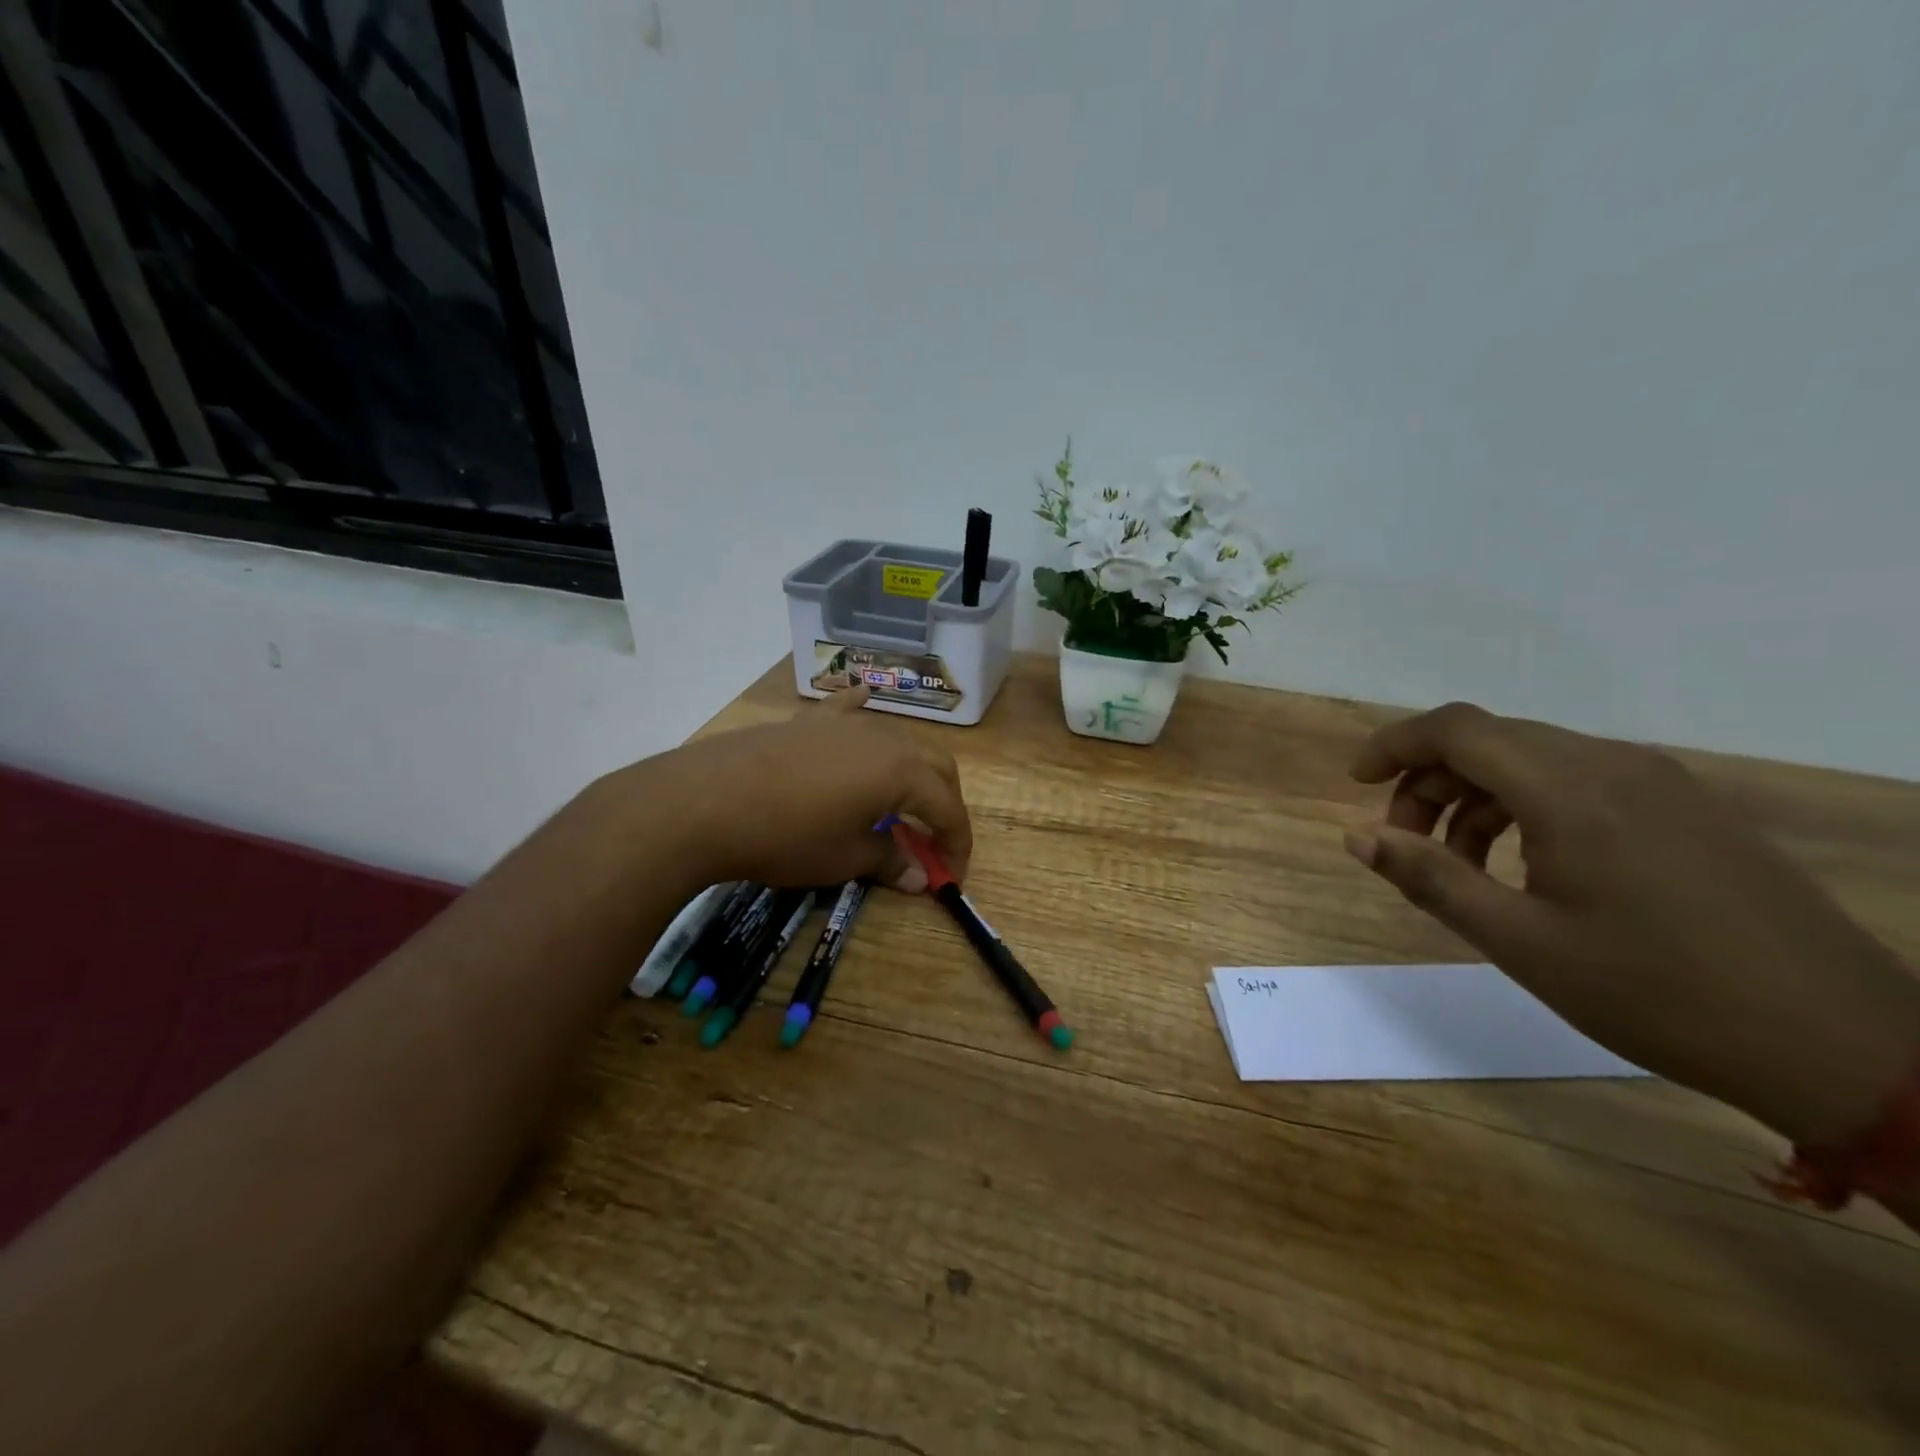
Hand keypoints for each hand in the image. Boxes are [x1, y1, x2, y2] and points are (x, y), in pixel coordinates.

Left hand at [634, 687, 970, 895]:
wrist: (706, 802)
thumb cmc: (787, 836)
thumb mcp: (845, 858)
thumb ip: (890, 861)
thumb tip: (920, 878)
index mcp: (901, 772)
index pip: (948, 808)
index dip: (956, 843)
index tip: (951, 875)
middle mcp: (883, 739)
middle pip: (935, 765)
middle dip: (944, 802)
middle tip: (934, 838)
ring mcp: (844, 724)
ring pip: (897, 739)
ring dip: (911, 770)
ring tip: (901, 801)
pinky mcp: (808, 722)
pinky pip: (845, 709)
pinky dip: (860, 710)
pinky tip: (861, 701)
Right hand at [1345, 703, 1919, 1144]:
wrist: (1844, 1045)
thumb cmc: (1657, 992)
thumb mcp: (1520, 942)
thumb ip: (1429, 878)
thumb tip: (1358, 836)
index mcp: (1568, 790)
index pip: (1456, 729)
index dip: (1395, 744)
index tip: (1358, 783)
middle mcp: (1613, 765)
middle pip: (1491, 741)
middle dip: (1430, 782)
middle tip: (1406, 844)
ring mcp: (1660, 783)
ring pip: (1535, 760)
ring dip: (1478, 798)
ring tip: (1464, 866)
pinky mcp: (1689, 809)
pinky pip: (1582, 781)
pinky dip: (1528, 807)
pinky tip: (1531, 867)